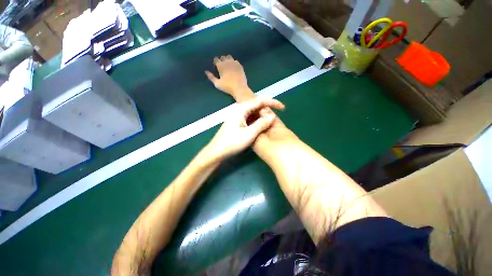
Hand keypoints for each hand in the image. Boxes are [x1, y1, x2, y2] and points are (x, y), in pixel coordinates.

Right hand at [205, 55, 248, 94]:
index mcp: (221, 65)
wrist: (239, 89)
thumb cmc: (227, 87)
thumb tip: (206, 71)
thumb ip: (211, 77)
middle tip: (222, 67)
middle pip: (223, 57)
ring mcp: (235, 63)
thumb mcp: (217, 84)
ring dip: (227, 60)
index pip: (216, 59)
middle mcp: (227, 62)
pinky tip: (234, 67)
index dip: (215, 62)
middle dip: (221, 60)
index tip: (216, 67)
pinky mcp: (240, 66)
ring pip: (229, 57)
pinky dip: (234, 63)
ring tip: (228, 66)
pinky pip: (236, 61)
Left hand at [206, 97, 284, 160]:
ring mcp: (237, 116)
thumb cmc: (232, 143)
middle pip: (256, 105)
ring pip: (253, 112)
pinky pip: (249, 118)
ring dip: (262, 115)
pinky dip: (257, 120)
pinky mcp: (237, 122)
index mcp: (241, 109)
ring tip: (271, 121)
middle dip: (268, 109)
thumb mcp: (249, 134)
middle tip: (277, 116)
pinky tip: (261, 125)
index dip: (272, 103)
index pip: (260, 101)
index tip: (283, 108)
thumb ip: (262, 123)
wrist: (216, 152)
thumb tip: (273, 115)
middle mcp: (239, 110)